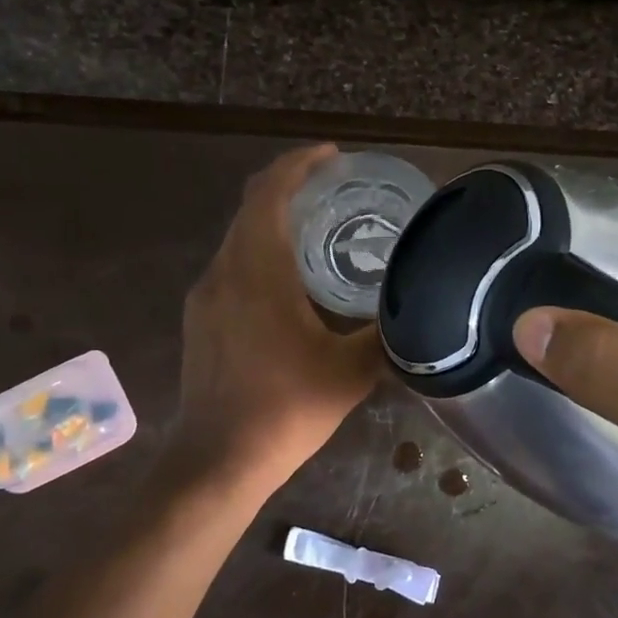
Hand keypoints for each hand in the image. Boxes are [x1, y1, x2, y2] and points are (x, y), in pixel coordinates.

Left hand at [172, 145, 381, 496]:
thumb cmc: (286, 410)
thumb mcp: (351, 371)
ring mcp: (205, 298)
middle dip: (290, 187)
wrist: (218, 462)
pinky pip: (232, 266)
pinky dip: (262, 252)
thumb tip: (417, 310)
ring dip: (275, 221)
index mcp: (257, 272)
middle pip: (251, 208)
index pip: (269, 194)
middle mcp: (223, 273)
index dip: (299, 164)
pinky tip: (292, 280)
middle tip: (336, 188)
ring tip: (321, 229)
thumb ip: (386, 333)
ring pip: (239, 238)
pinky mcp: (201, 321)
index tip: (333, 155)